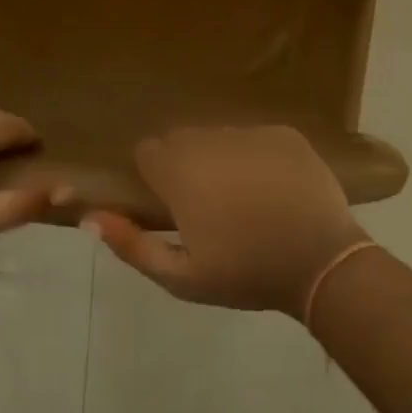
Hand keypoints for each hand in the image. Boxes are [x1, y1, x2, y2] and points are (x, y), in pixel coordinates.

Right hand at [86, 126, 369, 315]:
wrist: (321, 263)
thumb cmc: (246, 275)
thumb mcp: (182, 278)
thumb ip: (132, 245)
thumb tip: (89, 217)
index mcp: (182, 177)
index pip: (149, 151)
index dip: (156, 174)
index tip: (171, 199)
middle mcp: (211, 145)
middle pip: (183, 138)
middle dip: (186, 162)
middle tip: (207, 200)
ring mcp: (251, 136)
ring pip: (219, 135)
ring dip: (220, 156)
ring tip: (243, 193)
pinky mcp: (284, 135)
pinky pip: (255, 135)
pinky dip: (256, 153)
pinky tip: (271, 184)